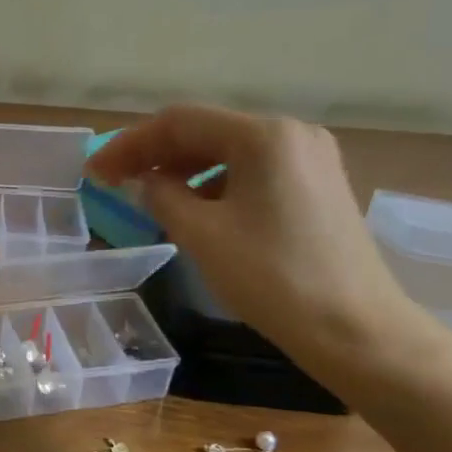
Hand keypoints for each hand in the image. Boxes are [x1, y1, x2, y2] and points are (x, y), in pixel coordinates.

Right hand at [87, 105, 423, 383]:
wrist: (356, 330)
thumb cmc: (273, 278)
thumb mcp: (202, 235)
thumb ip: (162, 196)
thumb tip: (146, 181)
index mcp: (264, 135)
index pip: (180, 122)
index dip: (130, 143)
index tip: (95, 172)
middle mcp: (291, 134)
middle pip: (207, 131)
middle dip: (156, 154)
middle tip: (115, 181)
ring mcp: (311, 159)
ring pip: (230, 152)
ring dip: (185, 170)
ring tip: (149, 196)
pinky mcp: (318, 187)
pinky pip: (254, 172)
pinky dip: (217, 185)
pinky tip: (196, 210)